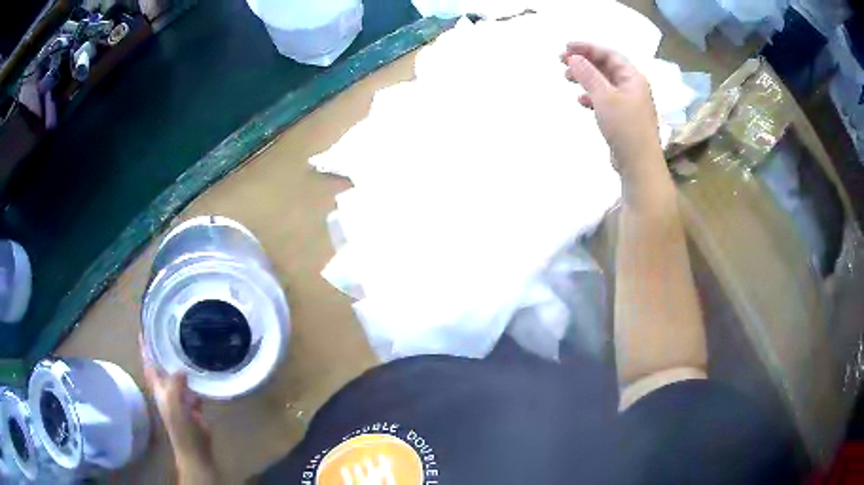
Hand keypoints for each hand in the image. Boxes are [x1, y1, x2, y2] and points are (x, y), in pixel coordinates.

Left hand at [140, 336, 213, 467]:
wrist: (195, 449)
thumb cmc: (181, 427)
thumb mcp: (174, 404)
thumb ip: (175, 385)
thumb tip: (181, 369)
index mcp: (159, 390)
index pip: (149, 366)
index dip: (145, 350)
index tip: (143, 332)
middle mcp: (167, 391)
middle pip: (162, 368)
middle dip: (161, 352)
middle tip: (166, 332)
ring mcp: (180, 398)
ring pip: (178, 376)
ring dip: (179, 363)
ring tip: (185, 346)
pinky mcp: (193, 405)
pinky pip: (193, 387)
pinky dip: (195, 378)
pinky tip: (201, 369)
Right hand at [561, 42, 662, 181]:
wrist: (639, 164)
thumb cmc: (625, 127)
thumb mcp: (605, 97)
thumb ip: (588, 74)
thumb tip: (574, 58)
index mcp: (633, 77)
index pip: (609, 54)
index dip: (587, 47)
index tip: (565, 48)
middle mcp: (632, 86)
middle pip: (606, 66)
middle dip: (584, 62)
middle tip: (561, 62)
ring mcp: (628, 103)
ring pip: (604, 82)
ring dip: (585, 78)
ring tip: (567, 79)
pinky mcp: (623, 118)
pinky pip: (605, 99)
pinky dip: (591, 96)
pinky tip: (580, 101)